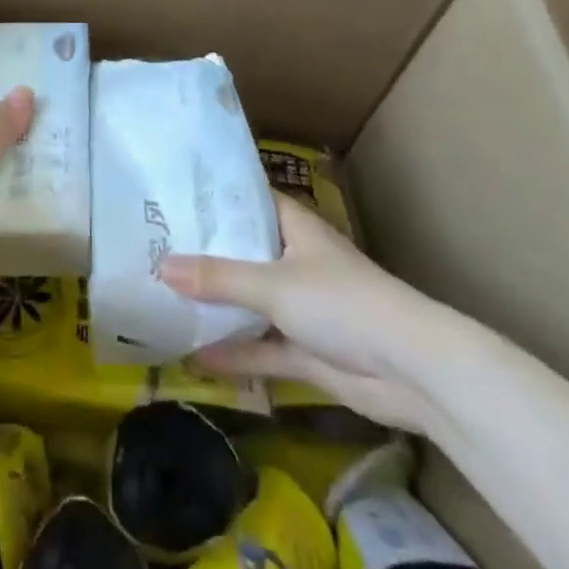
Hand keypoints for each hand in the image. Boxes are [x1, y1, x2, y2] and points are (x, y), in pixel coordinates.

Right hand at [158, 192, 462, 434]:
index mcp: (294, 227)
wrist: (412, 371)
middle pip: (245, 253)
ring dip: (219, 307)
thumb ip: (218, 279)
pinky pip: (264, 348)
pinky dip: (236, 353)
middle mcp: (296, 261)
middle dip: (207, 255)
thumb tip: (161, 268)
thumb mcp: (272, 285)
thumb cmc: (341, 302)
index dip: (215, 199)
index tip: (173, 197)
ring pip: (252, 303)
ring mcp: (304, 308)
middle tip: (156, 248)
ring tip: (167, 299)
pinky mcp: (309, 351)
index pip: (249, 200)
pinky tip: (197, 357)